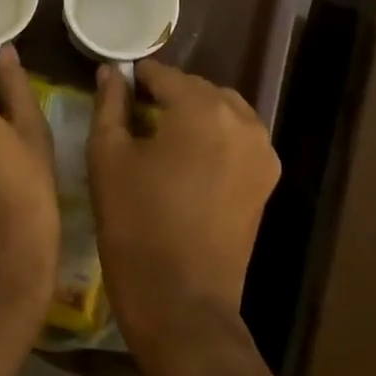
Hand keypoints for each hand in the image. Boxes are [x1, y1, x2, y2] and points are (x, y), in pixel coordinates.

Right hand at [88, 61, 279, 375]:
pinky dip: (214, 135)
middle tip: (133, 117)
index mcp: (201, 109)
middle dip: (166, 95)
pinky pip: (239, 137)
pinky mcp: (267, 179)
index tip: (115, 91)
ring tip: (161, 138)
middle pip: (196, 88)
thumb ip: (110, 104)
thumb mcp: (108, 156)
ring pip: (222, 110)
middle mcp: (241, 120)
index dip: (136, 79)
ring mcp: (262, 151)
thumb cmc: (135, 225)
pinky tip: (188, 159)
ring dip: (193, 113)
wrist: (182, 303)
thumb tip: (111, 72)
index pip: (163, 74)